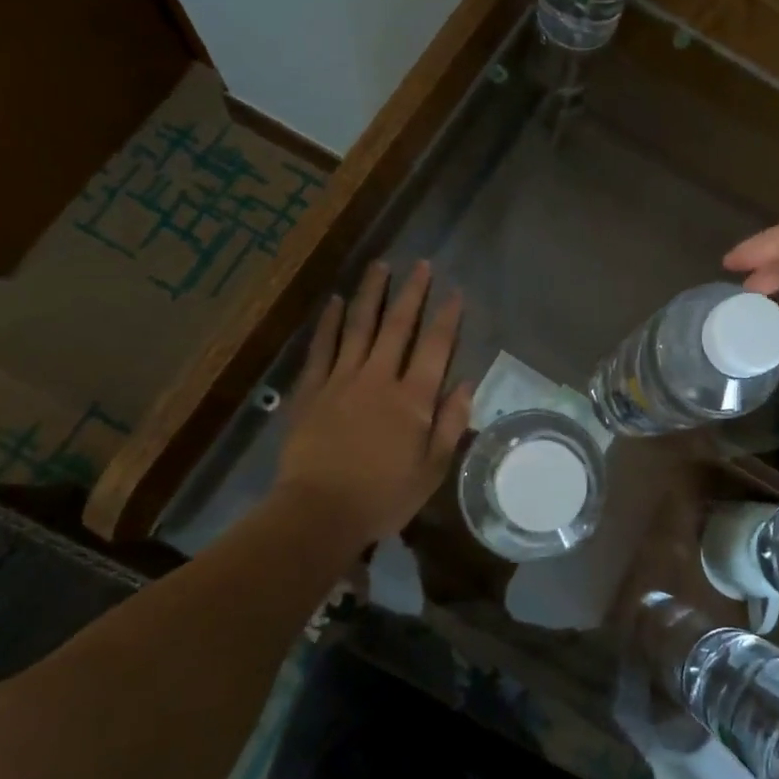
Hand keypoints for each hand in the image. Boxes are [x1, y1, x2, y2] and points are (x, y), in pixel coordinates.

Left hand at [271, 259, 473, 549]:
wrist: (318, 513)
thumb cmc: (383, 496)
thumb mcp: (431, 469)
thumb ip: (450, 423)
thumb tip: (466, 384)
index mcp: (413, 399)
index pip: (435, 347)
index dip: (447, 317)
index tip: (455, 292)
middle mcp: (379, 378)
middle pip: (397, 326)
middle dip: (411, 293)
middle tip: (420, 264)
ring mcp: (341, 380)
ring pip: (358, 327)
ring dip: (371, 294)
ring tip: (380, 266)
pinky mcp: (311, 391)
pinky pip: (322, 348)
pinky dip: (329, 323)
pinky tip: (334, 301)